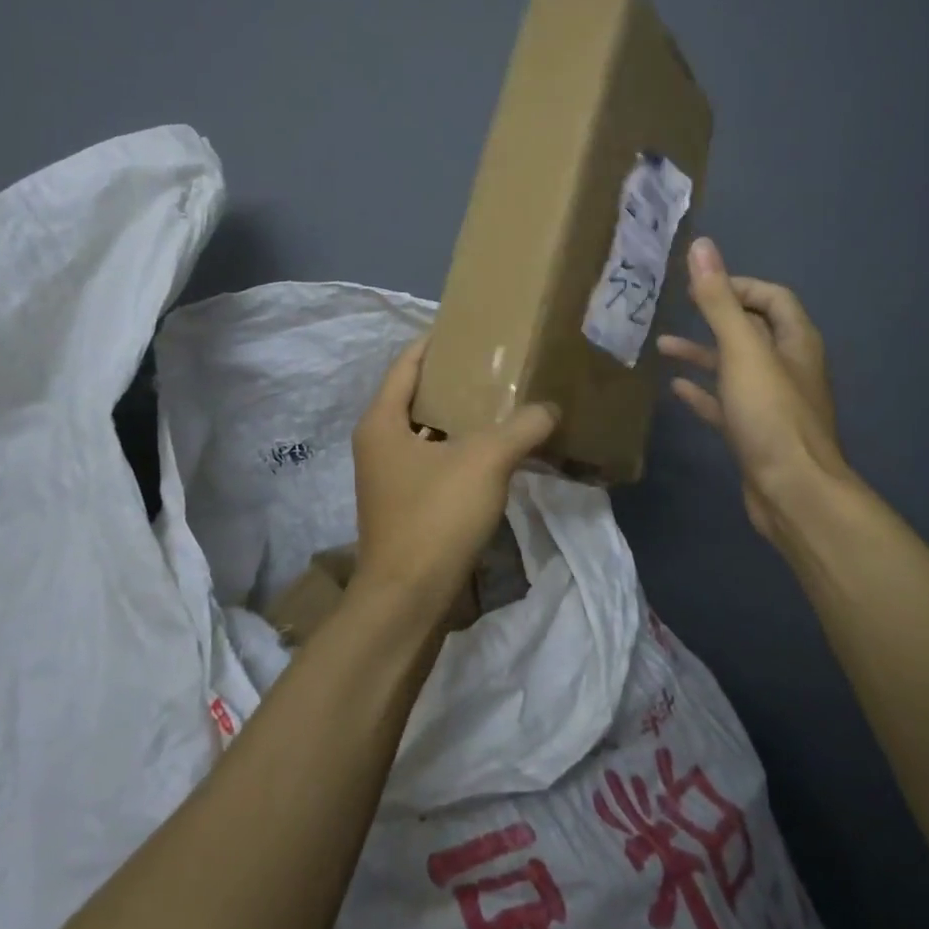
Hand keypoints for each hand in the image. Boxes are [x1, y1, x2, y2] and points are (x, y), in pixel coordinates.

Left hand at [351, 337, 558, 615]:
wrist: (408, 599)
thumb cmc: (436, 516)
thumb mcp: (486, 460)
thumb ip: (522, 426)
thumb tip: (551, 408)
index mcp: (381, 421)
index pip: (407, 363)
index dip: (436, 342)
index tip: (469, 329)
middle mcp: (378, 443)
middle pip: (416, 397)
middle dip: (454, 380)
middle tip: (496, 364)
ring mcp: (389, 478)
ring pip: (427, 432)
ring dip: (460, 418)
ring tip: (502, 401)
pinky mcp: (405, 506)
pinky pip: (434, 462)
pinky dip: (460, 450)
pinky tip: (495, 451)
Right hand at [659, 238, 854, 545]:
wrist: (792, 493)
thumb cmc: (771, 414)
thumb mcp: (742, 350)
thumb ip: (720, 300)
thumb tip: (702, 246)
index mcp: (795, 342)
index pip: (773, 298)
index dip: (740, 285)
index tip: (702, 286)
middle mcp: (787, 367)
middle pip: (752, 330)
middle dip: (717, 316)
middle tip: (679, 307)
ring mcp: (771, 403)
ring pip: (735, 367)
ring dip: (702, 353)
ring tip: (662, 345)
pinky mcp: (755, 433)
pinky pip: (725, 402)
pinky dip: (702, 391)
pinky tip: (675, 388)